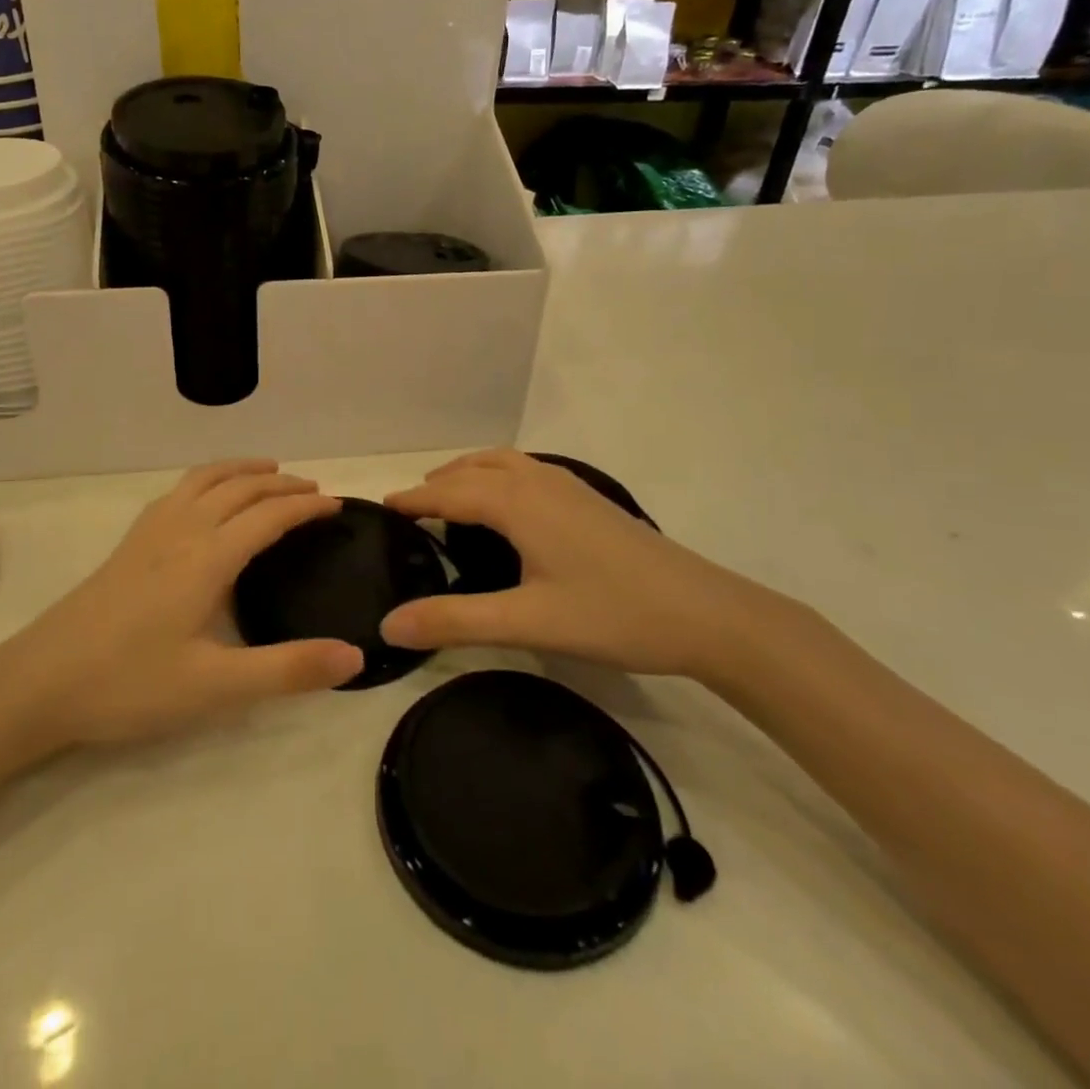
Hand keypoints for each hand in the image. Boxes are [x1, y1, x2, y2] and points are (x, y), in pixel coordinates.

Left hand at [0, 461, 363, 748]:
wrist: (39, 683)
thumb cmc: (130, 684)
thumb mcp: (216, 687)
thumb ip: (288, 670)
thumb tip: (355, 656)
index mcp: (207, 557)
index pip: (268, 517)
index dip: (305, 508)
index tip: (336, 505)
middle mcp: (181, 531)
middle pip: (239, 488)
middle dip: (280, 483)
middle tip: (313, 490)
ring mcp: (149, 533)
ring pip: (203, 480)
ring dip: (241, 470)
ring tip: (268, 471)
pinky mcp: (128, 544)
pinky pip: (177, 491)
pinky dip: (207, 480)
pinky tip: (203, 499)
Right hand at [380, 450, 757, 680]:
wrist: (706, 614)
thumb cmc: (613, 614)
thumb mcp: (527, 622)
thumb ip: (455, 621)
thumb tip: (388, 624)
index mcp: (518, 503)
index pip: (449, 493)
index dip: (414, 500)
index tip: (382, 508)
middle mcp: (539, 482)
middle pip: (474, 470)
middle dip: (438, 483)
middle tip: (411, 509)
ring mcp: (570, 487)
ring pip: (504, 464)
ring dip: (470, 473)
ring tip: (450, 497)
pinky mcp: (591, 501)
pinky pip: (528, 472)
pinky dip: (499, 476)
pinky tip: (509, 507)